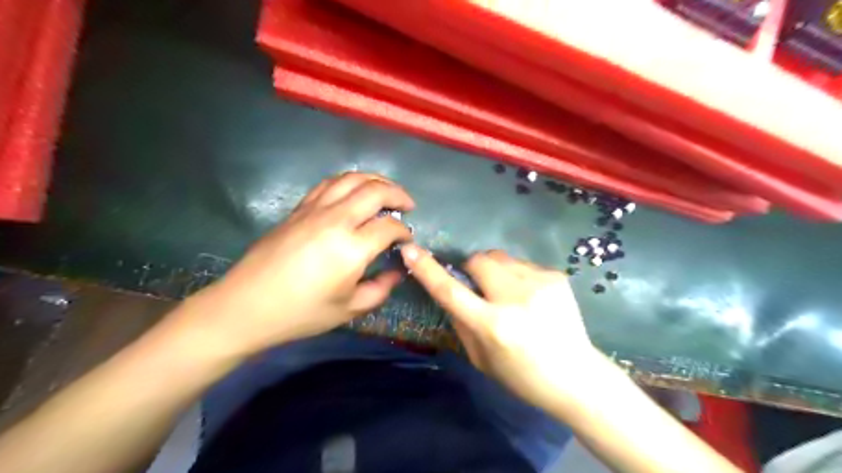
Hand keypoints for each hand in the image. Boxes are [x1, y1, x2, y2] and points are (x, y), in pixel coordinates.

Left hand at [184, 173, 415, 358]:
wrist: (247, 306)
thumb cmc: (300, 313)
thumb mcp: (349, 309)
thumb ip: (381, 288)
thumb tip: (398, 271)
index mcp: (351, 249)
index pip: (389, 227)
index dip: (404, 232)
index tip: (407, 241)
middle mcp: (335, 220)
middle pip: (374, 191)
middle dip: (398, 194)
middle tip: (408, 205)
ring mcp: (314, 210)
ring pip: (351, 179)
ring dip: (375, 180)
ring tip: (386, 190)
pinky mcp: (299, 209)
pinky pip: (329, 184)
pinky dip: (349, 181)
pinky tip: (354, 192)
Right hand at [400, 246, 604, 411]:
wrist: (577, 377)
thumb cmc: (523, 376)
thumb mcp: (481, 359)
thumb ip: (460, 322)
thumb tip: (451, 291)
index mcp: (493, 326)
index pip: (450, 291)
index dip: (427, 269)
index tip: (410, 250)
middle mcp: (514, 298)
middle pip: (479, 260)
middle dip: (472, 269)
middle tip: (480, 288)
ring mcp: (539, 283)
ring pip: (500, 258)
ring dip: (495, 272)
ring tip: (509, 295)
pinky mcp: (556, 276)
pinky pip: (522, 265)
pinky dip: (517, 277)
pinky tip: (531, 299)